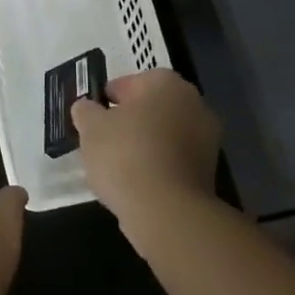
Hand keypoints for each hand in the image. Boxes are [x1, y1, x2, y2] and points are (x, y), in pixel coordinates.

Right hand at [72, 69, 220, 229]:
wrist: (166, 212)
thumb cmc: (125, 155)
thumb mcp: (91, 128)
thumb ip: (86, 111)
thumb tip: (86, 108)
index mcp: (167, 83)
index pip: (132, 82)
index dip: (109, 98)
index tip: (93, 117)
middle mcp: (194, 104)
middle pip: (152, 108)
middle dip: (129, 120)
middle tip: (103, 139)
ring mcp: (207, 140)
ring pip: (165, 135)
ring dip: (144, 144)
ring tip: (116, 166)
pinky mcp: (209, 172)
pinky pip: (174, 160)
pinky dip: (157, 166)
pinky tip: (136, 183)